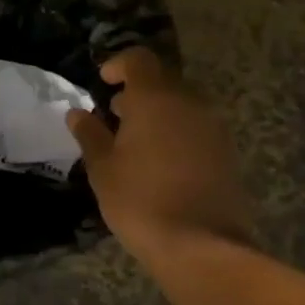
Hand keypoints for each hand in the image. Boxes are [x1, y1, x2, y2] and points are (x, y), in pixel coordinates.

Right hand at [67, 48, 253, 249]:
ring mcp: (212, 126)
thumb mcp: (103, 168)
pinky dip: (177, 133)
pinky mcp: (226, 151)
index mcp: (155, 97)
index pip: (139, 59)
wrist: (201, 245)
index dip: (118, 64)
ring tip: (136, 142)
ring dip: (158, 113)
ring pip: (181, 104)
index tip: (103, 83)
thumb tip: (77, 113)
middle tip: (115, 116)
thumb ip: (90, 134)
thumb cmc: (141, 200)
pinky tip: (162, 163)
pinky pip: (196, 128)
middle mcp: (188, 101)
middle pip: (162, 80)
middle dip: (137, 92)